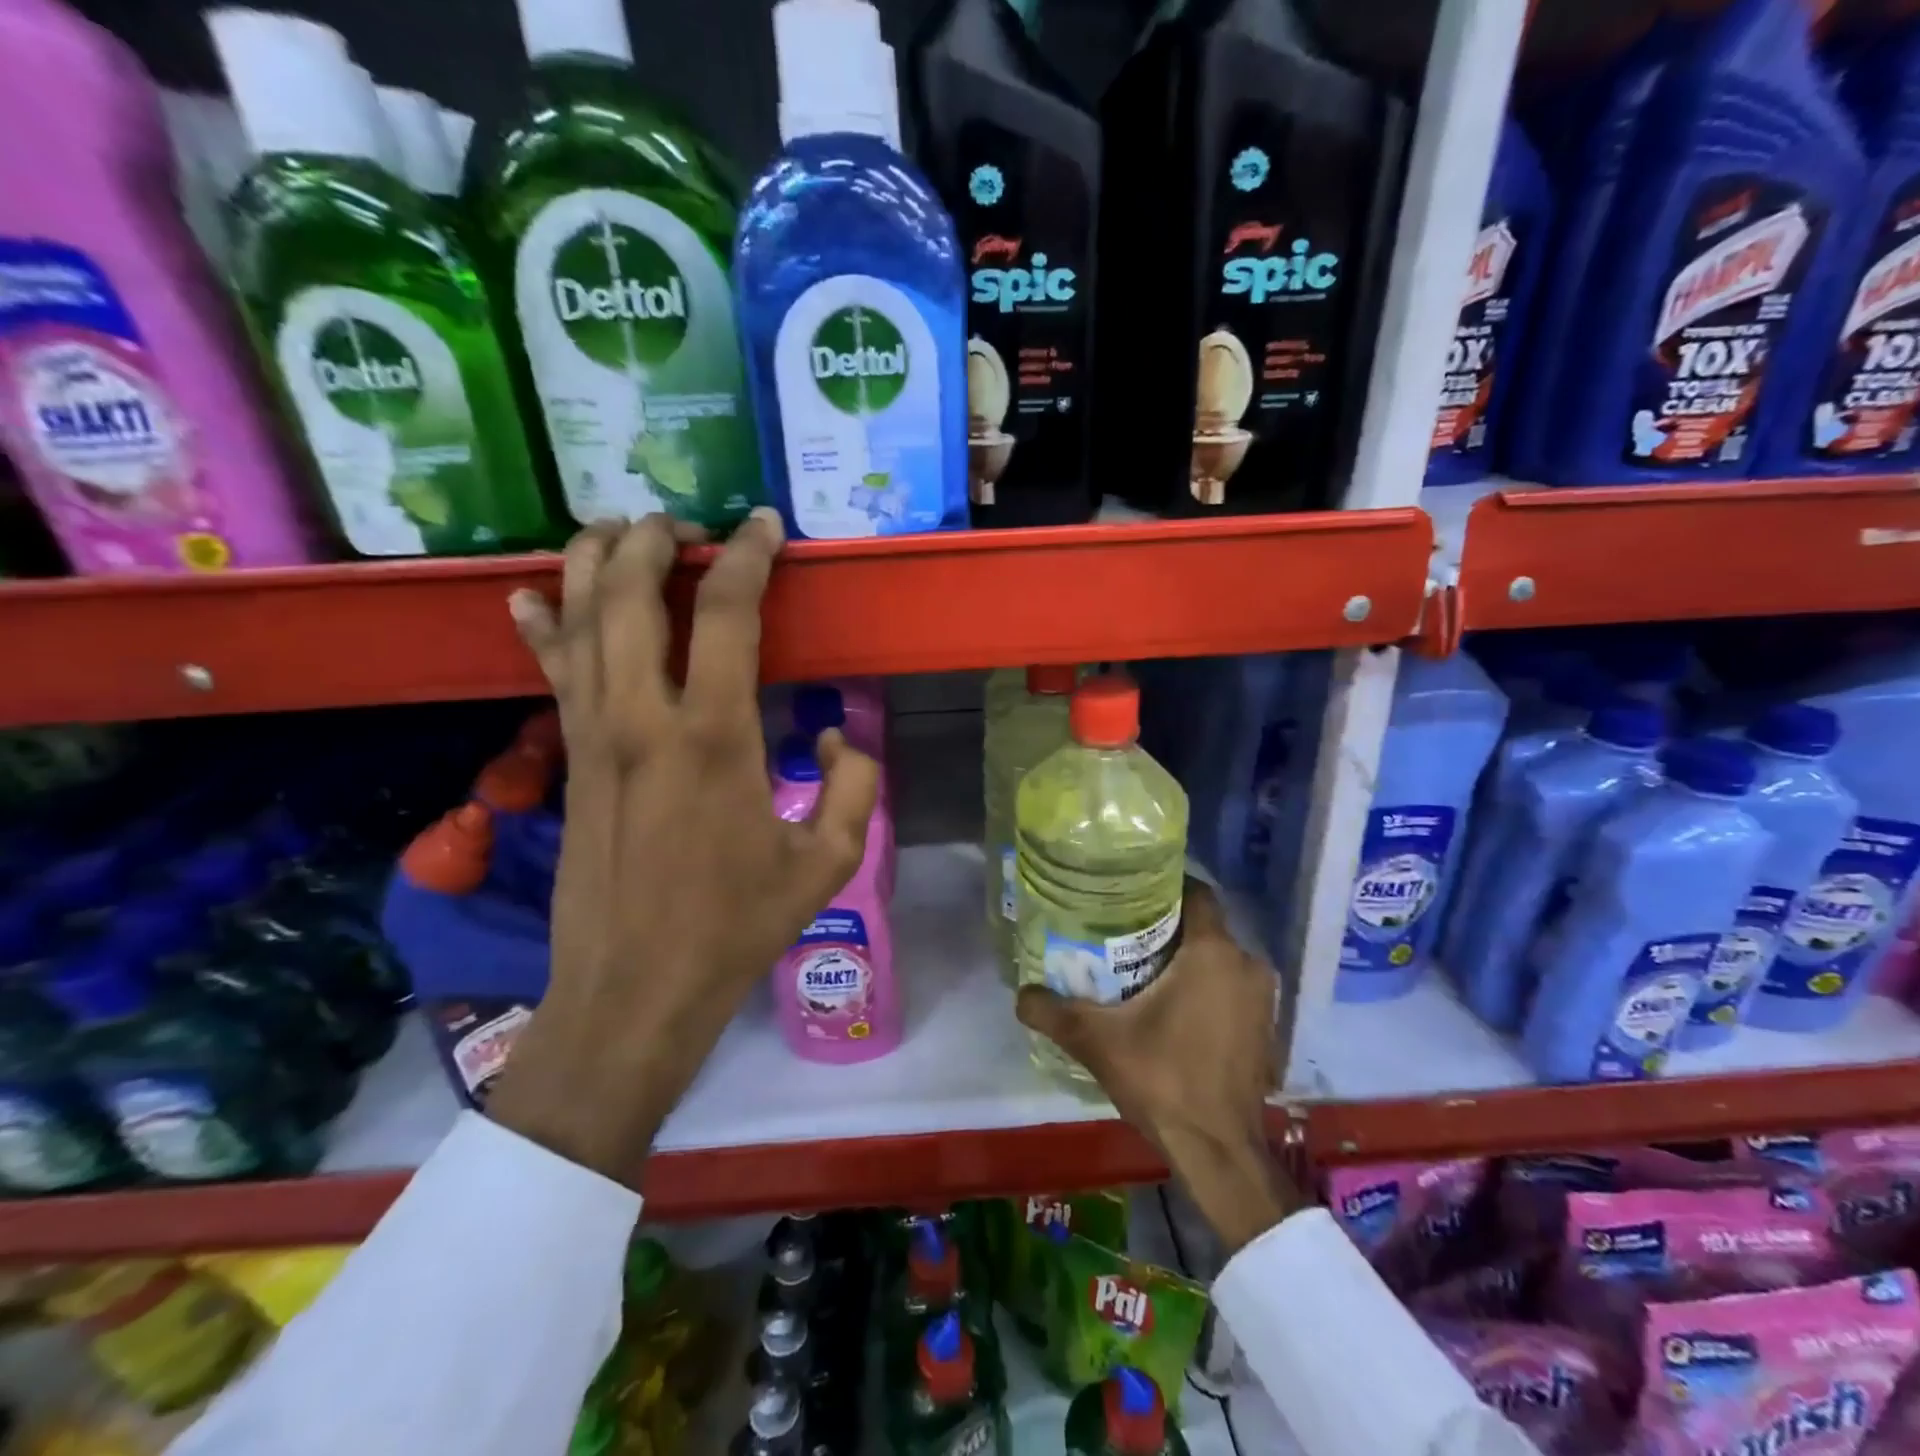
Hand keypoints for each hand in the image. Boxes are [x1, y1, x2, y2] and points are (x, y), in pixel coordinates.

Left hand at [488, 512, 878, 1184]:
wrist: (635, 990)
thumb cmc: (737, 927)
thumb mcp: (828, 862)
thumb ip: (853, 783)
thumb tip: (829, 730)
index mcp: (715, 738)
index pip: (727, 613)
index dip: (748, 556)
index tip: (764, 527)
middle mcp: (643, 719)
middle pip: (629, 593)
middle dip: (654, 539)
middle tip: (684, 524)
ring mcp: (593, 736)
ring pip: (578, 621)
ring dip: (593, 562)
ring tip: (618, 529)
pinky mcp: (569, 760)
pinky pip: (551, 673)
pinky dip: (541, 626)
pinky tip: (532, 595)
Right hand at [1016, 880, 1299, 1253]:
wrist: (1220, 1153)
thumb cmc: (1164, 1080)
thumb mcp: (1097, 1042)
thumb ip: (1052, 1012)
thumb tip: (1020, 994)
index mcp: (1213, 952)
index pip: (1196, 893)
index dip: (1165, 887)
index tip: (1131, 894)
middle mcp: (1247, 965)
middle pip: (1204, 928)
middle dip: (1168, 928)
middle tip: (1124, 934)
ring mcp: (1264, 1000)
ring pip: (1220, 960)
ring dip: (1189, 962)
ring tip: (1144, 971)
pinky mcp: (1268, 1031)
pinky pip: (1233, 990)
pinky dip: (1209, 990)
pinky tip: (1176, 1011)